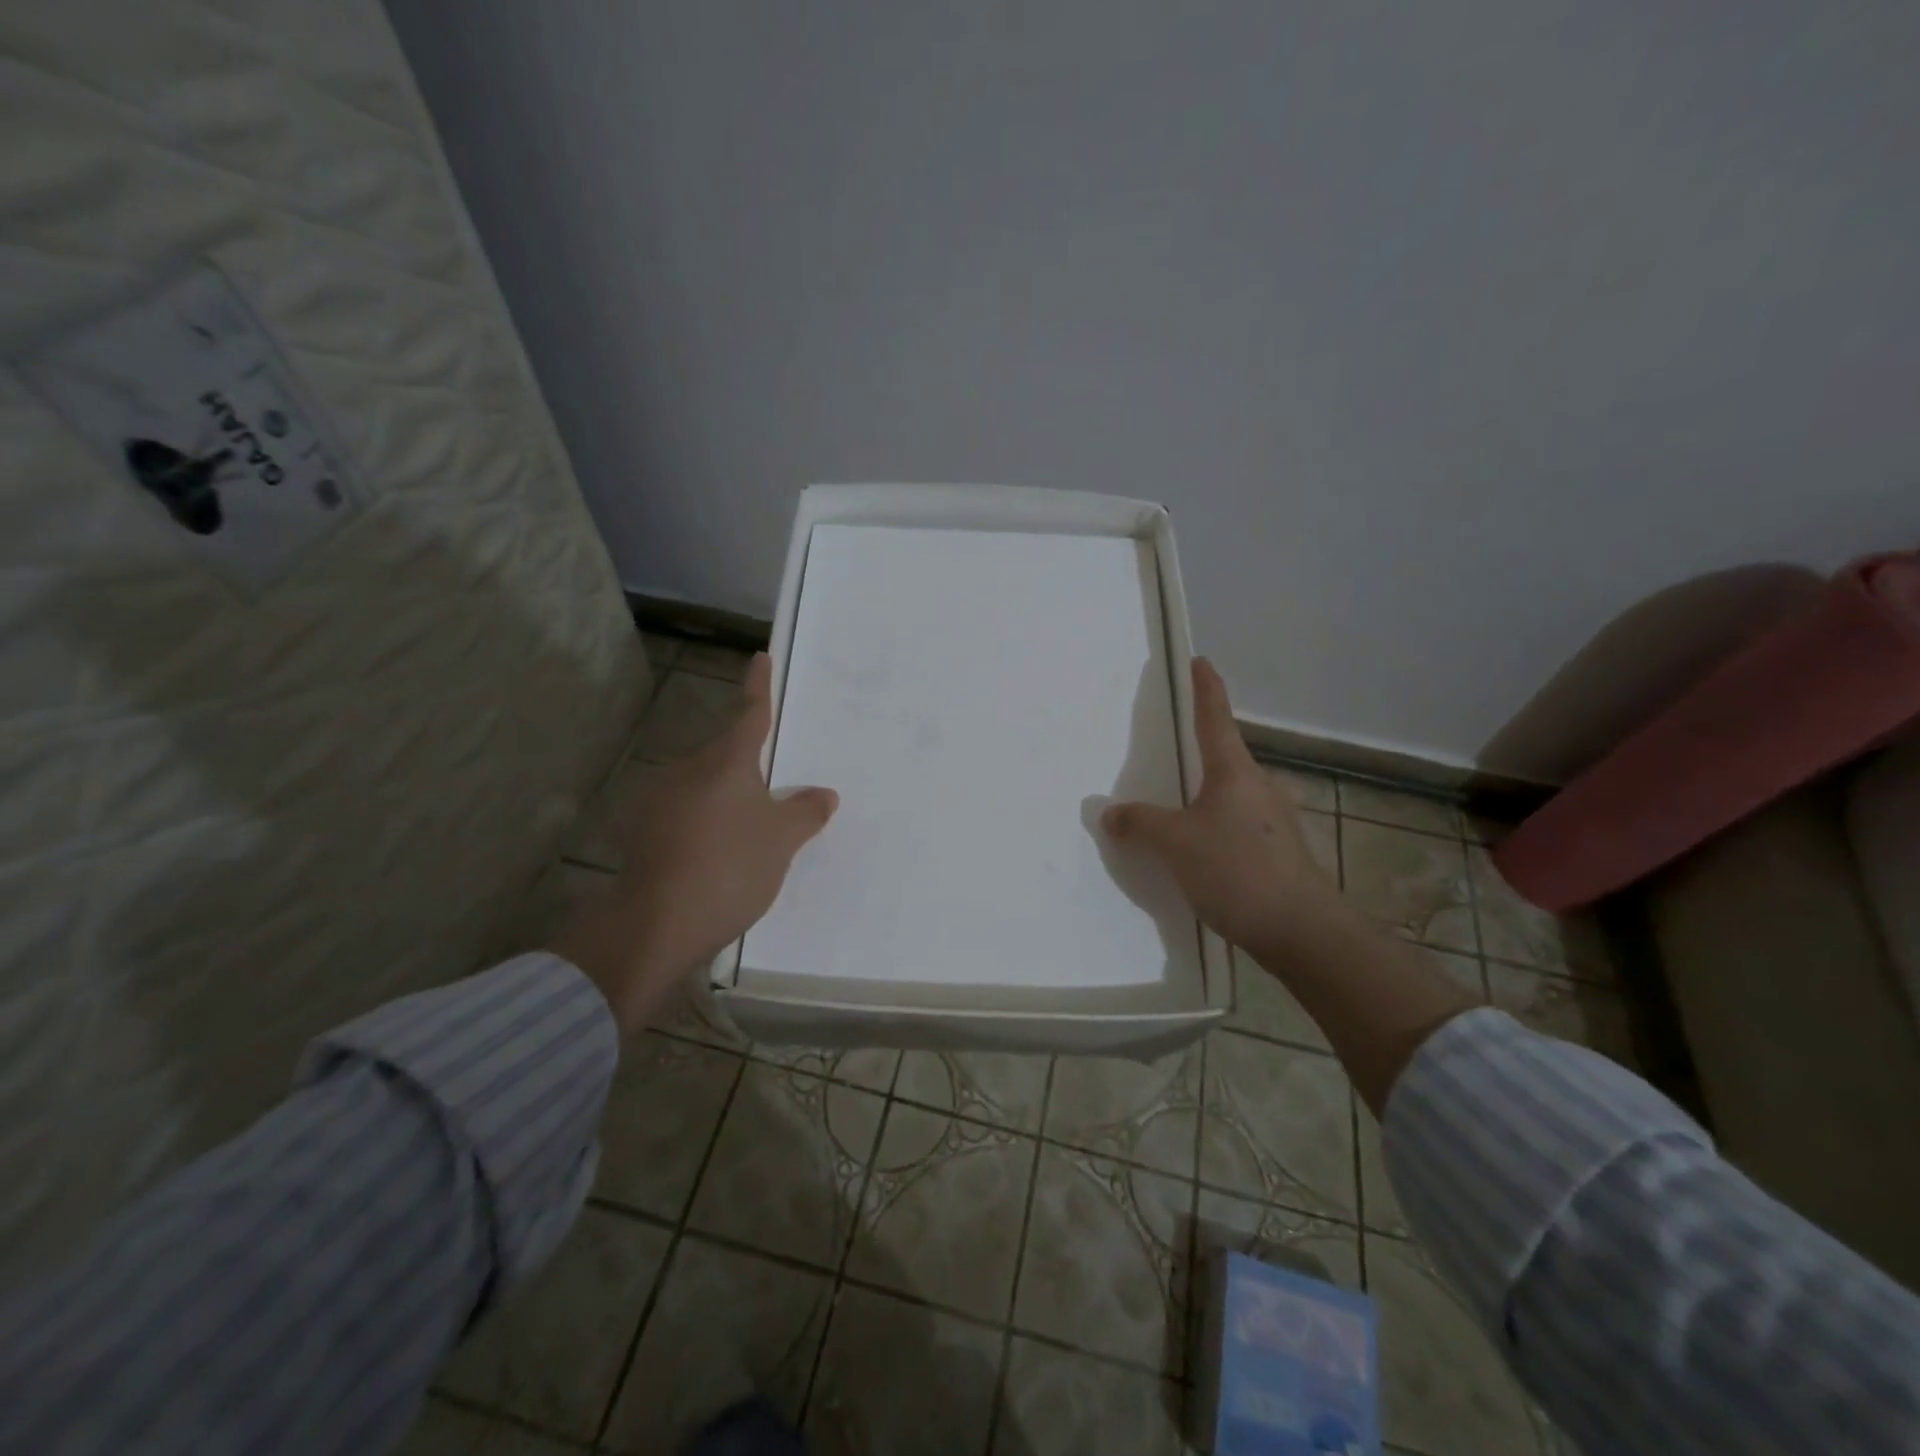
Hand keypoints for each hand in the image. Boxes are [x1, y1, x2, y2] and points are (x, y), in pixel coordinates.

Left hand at [551, 653, 838, 1034]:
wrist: (654, 925)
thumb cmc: (729, 868)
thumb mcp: (781, 841)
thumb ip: (805, 812)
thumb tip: (823, 794)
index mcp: (724, 762)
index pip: (749, 713)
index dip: (759, 687)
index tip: (760, 658)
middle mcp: (687, 771)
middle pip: (728, 758)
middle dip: (752, 771)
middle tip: (780, 798)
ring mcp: (659, 802)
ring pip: (707, 789)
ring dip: (729, 803)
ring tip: (754, 840)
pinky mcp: (644, 834)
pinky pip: (688, 817)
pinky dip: (708, 827)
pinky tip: (722, 860)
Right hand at [1102, 658, 1342, 953]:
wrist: (1301, 931)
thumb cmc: (1236, 870)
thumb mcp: (1175, 845)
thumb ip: (1140, 824)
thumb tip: (1111, 813)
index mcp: (1235, 772)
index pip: (1215, 718)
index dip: (1206, 688)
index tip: (1200, 661)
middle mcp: (1259, 788)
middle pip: (1225, 758)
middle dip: (1200, 752)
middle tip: (1169, 751)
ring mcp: (1274, 822)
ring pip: (1232, 796)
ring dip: (1206, 797)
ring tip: (1175, 811)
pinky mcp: (1279, 853)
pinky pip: (1237, 827)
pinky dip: (1214, 828)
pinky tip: (1198, 853)